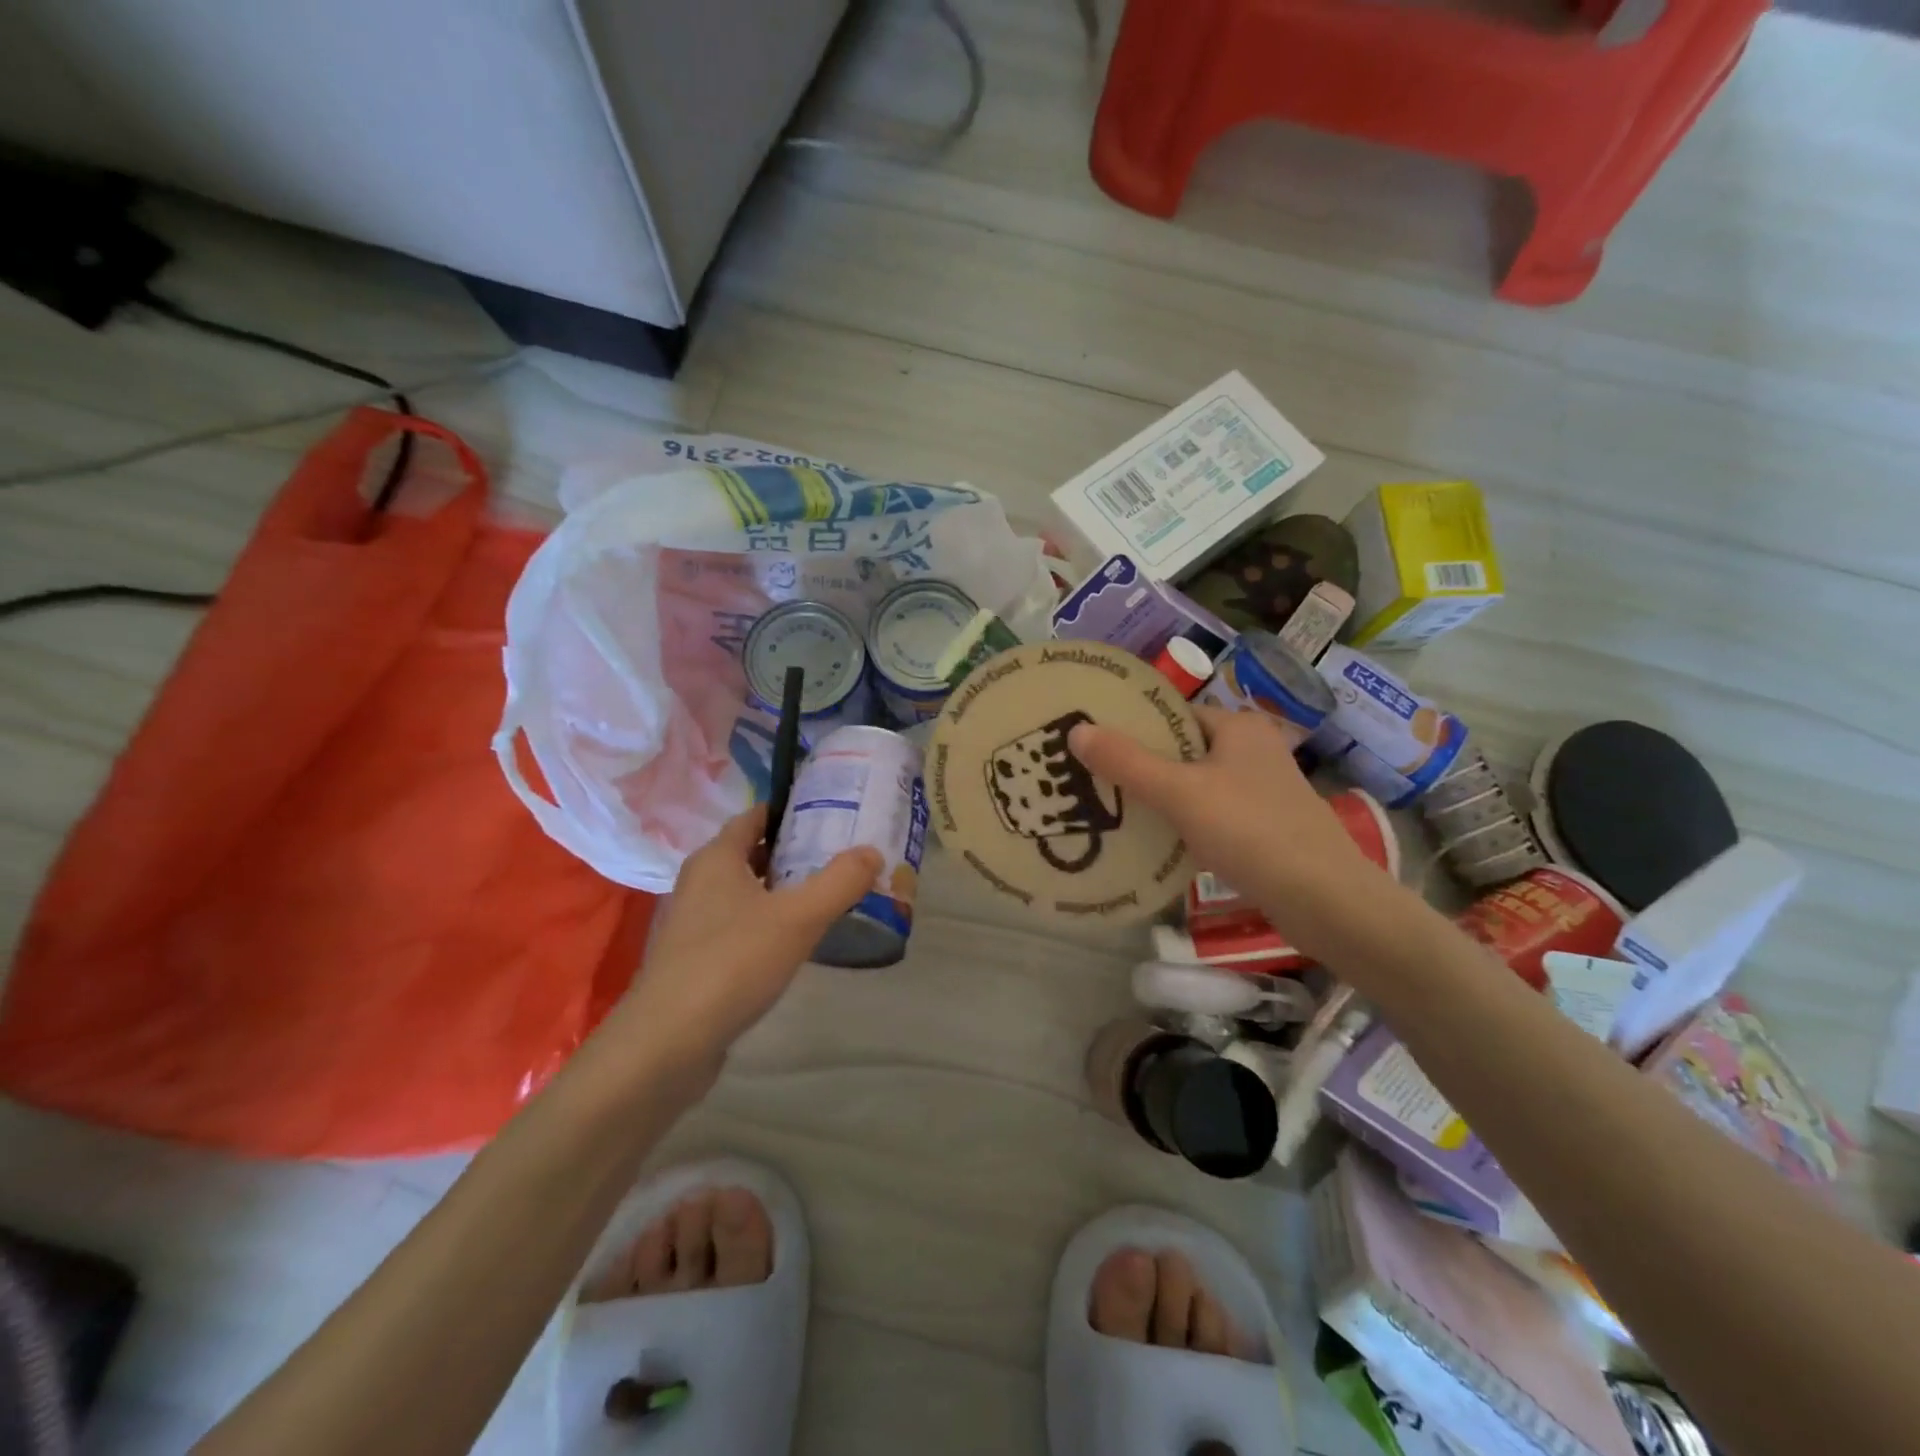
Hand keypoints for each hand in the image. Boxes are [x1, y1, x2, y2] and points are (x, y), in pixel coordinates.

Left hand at [617, 806, 882, 1058]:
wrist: (667, 1044)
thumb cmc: (732, 963)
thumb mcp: (798, 918)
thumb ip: (839, 881)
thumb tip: (873, 851)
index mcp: (716, 859)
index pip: (754, 816)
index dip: (790, 812)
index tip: (831, 814)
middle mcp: (698, 883)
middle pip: (750, 854)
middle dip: (792, 852)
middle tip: (839, 855)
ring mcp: (692, 924)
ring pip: (744, 893)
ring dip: (780, 891)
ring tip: (825, 896)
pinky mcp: (693, 961)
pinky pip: (737, 927)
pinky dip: (765, 924)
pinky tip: (794, 943)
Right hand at [1069, 706, 1384, 911]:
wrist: (1323, 899)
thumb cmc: (1250, 830)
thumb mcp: (1180, 792)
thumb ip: (1127, 762)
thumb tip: (1076, 731)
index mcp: (1239, 726)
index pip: (1173, 713)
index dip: (1133, 724)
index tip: (1093, 740)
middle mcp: (1253, 750)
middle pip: (1182, 749)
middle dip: (1140, 763)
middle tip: (1092, 776)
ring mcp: (1261, 790)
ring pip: (1194, 784)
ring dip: (1158, 795)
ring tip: (1111, 807)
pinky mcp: (1263, 827)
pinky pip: (1209, 814)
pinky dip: (1181, 822)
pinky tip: (1152, 840)